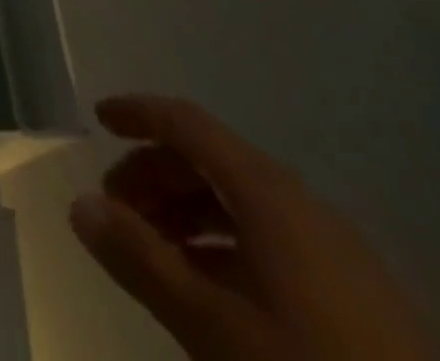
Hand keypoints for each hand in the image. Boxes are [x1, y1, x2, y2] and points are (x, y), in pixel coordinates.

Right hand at [70, 95, 435, 360]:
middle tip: (117, 210)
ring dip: (187, 213)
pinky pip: (273, 241)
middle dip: (155, 173)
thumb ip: (140, 259)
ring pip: (242, 203)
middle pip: (212, 160)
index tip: (97, 119)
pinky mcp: (360, 297)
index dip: (139, 113)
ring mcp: (338, 252)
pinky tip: (210, 291)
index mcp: (270, 194)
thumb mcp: (211, 326)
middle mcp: (304, 205)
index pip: (188, 122)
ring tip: (155, 252)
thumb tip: (79, 203)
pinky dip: (225, 245)